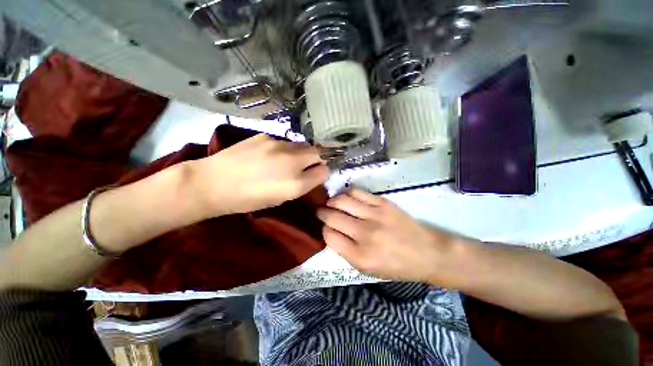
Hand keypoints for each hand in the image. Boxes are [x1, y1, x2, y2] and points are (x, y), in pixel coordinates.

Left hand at [193, 134, 328, 216]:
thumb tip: (311, 174)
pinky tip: (269, 155)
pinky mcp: (265, 136)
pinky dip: (284, 148)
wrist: (213, 183)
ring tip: (288, 159)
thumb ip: (300, 186)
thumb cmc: (247, 199)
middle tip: (307, 165)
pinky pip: (284, 141)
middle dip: (317, 159)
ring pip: (302, 144)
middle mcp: (292, 162)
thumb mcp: (280, 199)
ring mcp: (279, 145)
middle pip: (318, 152)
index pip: (324, 171)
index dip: (322, 173)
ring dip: (301, 152)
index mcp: (296, 183)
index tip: (316, 174)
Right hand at [317, 189, 457, 282]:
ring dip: (332, 201)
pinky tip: (346, 197)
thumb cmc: (396, 266)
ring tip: (331, 203)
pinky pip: (357, 192)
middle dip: (322, 213)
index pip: (329, 235)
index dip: (324, 230)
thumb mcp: (368, 270)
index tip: (327, 228)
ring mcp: (374, 215)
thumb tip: (331, 231)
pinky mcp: (383, 203)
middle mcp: (364, 234)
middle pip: (331, 216)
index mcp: (359, 256)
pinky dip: (347, 193)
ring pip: (341, 200)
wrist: (427, 252)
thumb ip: (346, 251)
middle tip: (321, 211)